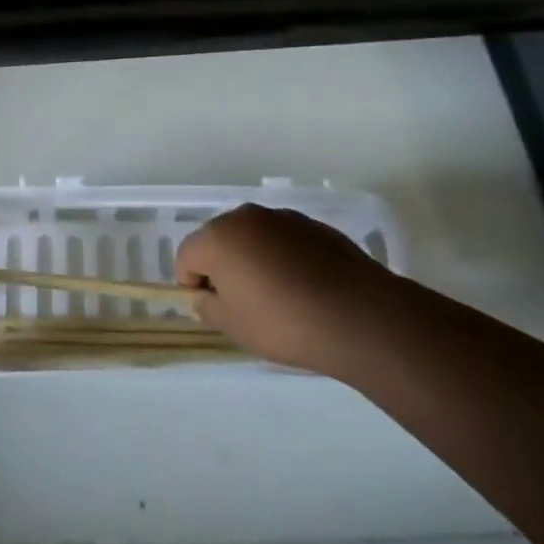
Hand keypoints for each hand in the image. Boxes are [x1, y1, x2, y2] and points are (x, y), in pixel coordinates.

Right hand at [177, 204, 389, 375]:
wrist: (357, 315)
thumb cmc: (284, 323)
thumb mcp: (234, 327)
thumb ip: (208, 307)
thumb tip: (205, 295)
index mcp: (218, 237)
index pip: (186, 255)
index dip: (192, 284)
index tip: (213, 310)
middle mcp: (245, 216)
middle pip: (218, 240)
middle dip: (222, 267)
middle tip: (242, 304)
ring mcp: (281, 217)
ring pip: (252, 237)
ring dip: (253, 260)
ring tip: (277, 297)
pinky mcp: (312, 225)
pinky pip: (283, 240)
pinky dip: (283, 258)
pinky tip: (303, 288)